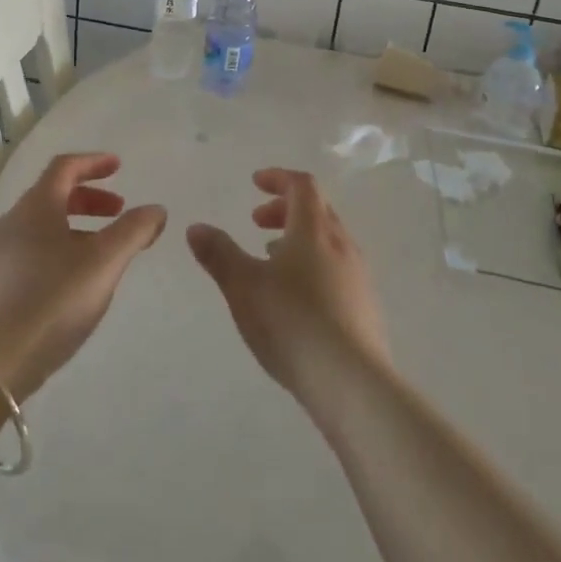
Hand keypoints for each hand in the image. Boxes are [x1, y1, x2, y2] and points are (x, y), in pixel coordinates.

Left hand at [0, 152, 165, 401]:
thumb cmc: (51, 300)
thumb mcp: (104, 263)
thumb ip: (133, 231)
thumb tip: (156, 209)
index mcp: (36, 206)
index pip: (65, 167)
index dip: (94, 163)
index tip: (118, 166)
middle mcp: (12, 222)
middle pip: (52, 194)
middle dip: (89, 198)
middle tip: (118, 212)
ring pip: (41, 226)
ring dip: (74, 226)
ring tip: (101, 251)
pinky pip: (30, 251)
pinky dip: (57, 249)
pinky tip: (71, 281)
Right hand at [187, 168, 391, 421]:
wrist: (352, 383)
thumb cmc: (293, 323)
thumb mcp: (243, 287)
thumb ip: (218, 254)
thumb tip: (195, 227)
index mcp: (313, 230)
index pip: (302, 185)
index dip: (278, 178)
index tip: (255, 183)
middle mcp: (341, 245)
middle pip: (317, 209)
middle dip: (285, 208)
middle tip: (256, 222)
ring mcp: (358, 277)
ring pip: (328, 241)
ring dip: (299, 238)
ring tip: (271, 259)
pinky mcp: (365, 307)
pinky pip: (337, 269)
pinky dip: (313, 265)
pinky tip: (296, 298)